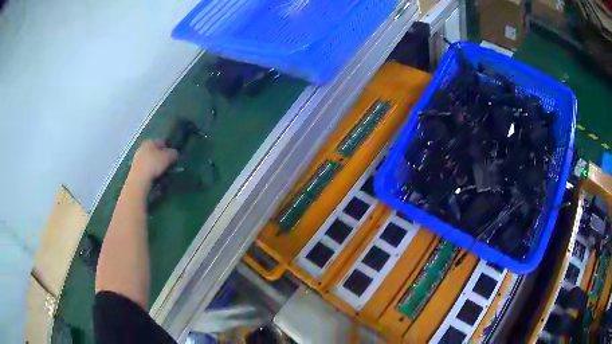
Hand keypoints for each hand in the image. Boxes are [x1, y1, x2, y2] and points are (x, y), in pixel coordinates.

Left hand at [128, 140, 177, 187]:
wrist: (139, 179)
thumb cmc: (154, 164)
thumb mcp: (168, 157)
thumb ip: (173, 153)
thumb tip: (174, 153)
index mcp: (150, 141)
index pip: (162, 142)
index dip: (169, 148)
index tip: (173, 156)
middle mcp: (142, 147)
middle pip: (155, 151)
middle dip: (161, 157)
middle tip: (168, 165)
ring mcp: (137, 158)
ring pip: (150, 159)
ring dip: (155, 164)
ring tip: (162, 173)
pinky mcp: (135, 168)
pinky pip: (146, 167)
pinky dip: (150, 171)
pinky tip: (154, 177)